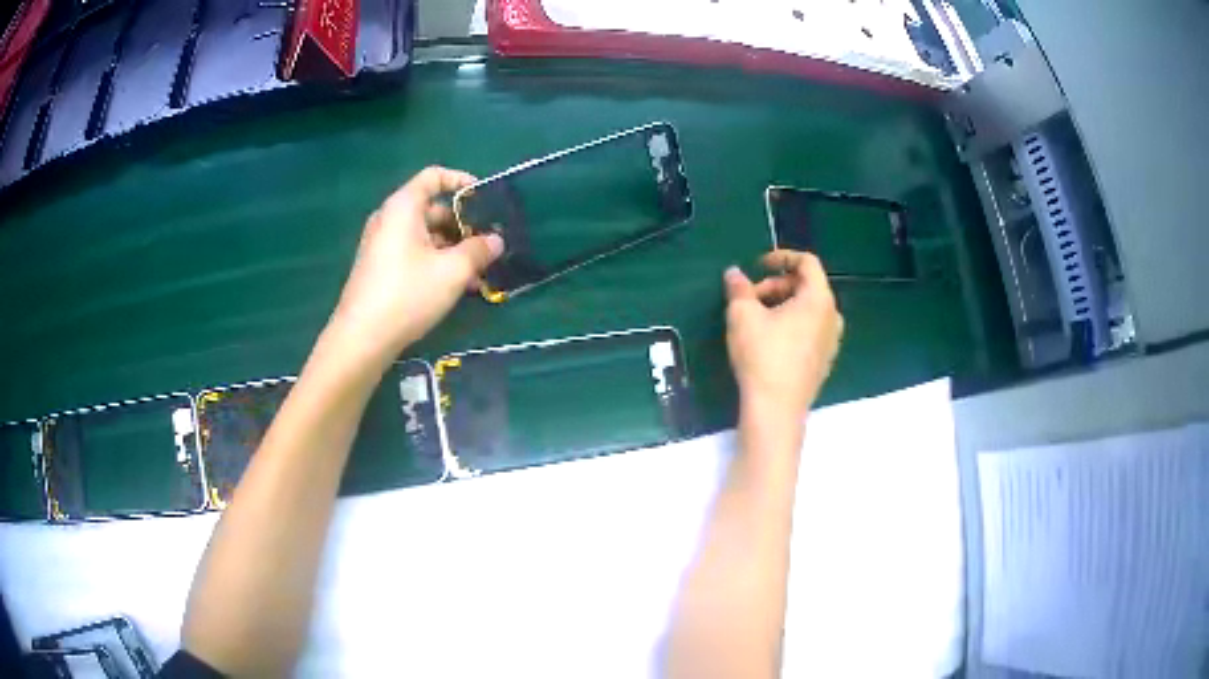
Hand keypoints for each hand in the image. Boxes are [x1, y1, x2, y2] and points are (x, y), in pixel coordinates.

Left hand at [330, 166, 503, 362]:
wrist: (362, 337)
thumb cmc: (408, 294)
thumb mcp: (453, 271)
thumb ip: (479, 250)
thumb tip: (496, 240)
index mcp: (403, 207)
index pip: (434, 177)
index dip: (461, 181)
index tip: (484, 197)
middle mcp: (389, 219)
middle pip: (431, 209)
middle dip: (462, 225)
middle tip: (487, 245)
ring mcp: (381, 244)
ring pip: (424, 235)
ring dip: (452, 249)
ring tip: (477, 274)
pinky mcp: (379, 268)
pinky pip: (412, 253)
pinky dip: (435, 261)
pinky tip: (455, 287)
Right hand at [724, 250, 843, 422]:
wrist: (776, 409)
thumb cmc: (762, 356)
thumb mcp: (742, 315)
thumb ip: (739, 288)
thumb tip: (734, 274)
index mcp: (819, 299)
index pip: (808, 263)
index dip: (782, 257)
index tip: (758, 265)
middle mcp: (833, 316)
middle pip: (807, 286)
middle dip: (777, 285)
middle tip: (749, 299)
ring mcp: (832, 341)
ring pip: (809, 310)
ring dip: (783, 306)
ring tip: (757, 320)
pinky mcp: (825, 362)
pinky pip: (811, 331)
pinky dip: (792, 325)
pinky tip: (770, 342)